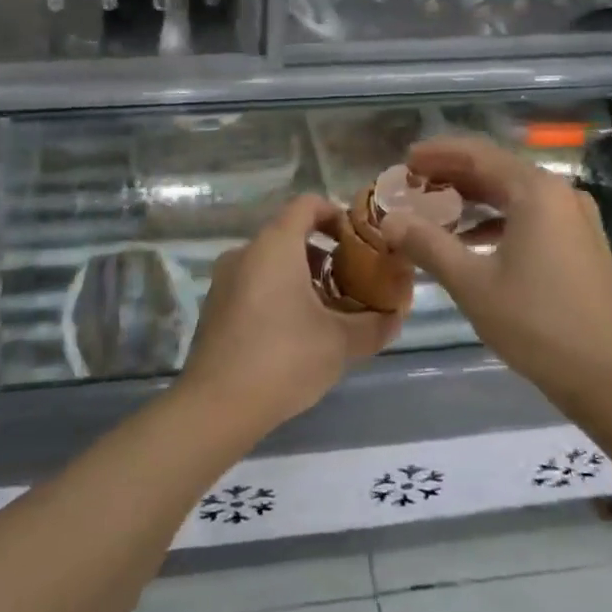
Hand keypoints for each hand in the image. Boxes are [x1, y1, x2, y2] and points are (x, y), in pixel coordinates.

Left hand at [180, 195, 403, 435]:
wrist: (216, 406)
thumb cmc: (284, 359)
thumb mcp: (340, 343)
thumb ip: (375, 324)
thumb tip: (396, 316)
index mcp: (274, 245)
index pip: (308, 205)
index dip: (337, 215)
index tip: (360, 242)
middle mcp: (245, 252)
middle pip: (291, 236)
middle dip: (326, 256)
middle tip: (353, 284)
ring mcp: (225, 280)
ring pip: (272, 263)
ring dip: (304, 278)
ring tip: (330, 313)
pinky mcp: (215, 307)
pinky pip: (255, 284)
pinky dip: (280, 294)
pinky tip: (297, 333)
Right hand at [376, 137, 611, 406]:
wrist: (611, 376)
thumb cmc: (537, 323)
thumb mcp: (472, 283)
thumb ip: (428, 244)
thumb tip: (389, 220)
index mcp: (536, 191)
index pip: (478, 154)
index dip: (438, 153)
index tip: (405, 159)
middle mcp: (559, 194)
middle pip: (497, 170)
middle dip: (453, 175)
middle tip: (413, 183)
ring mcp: (575, 219)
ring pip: (514, 195)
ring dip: (474, 199)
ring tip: (434, 209)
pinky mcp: (580, 244)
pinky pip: (531, 217)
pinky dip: (497, 221)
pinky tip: (471, 240)